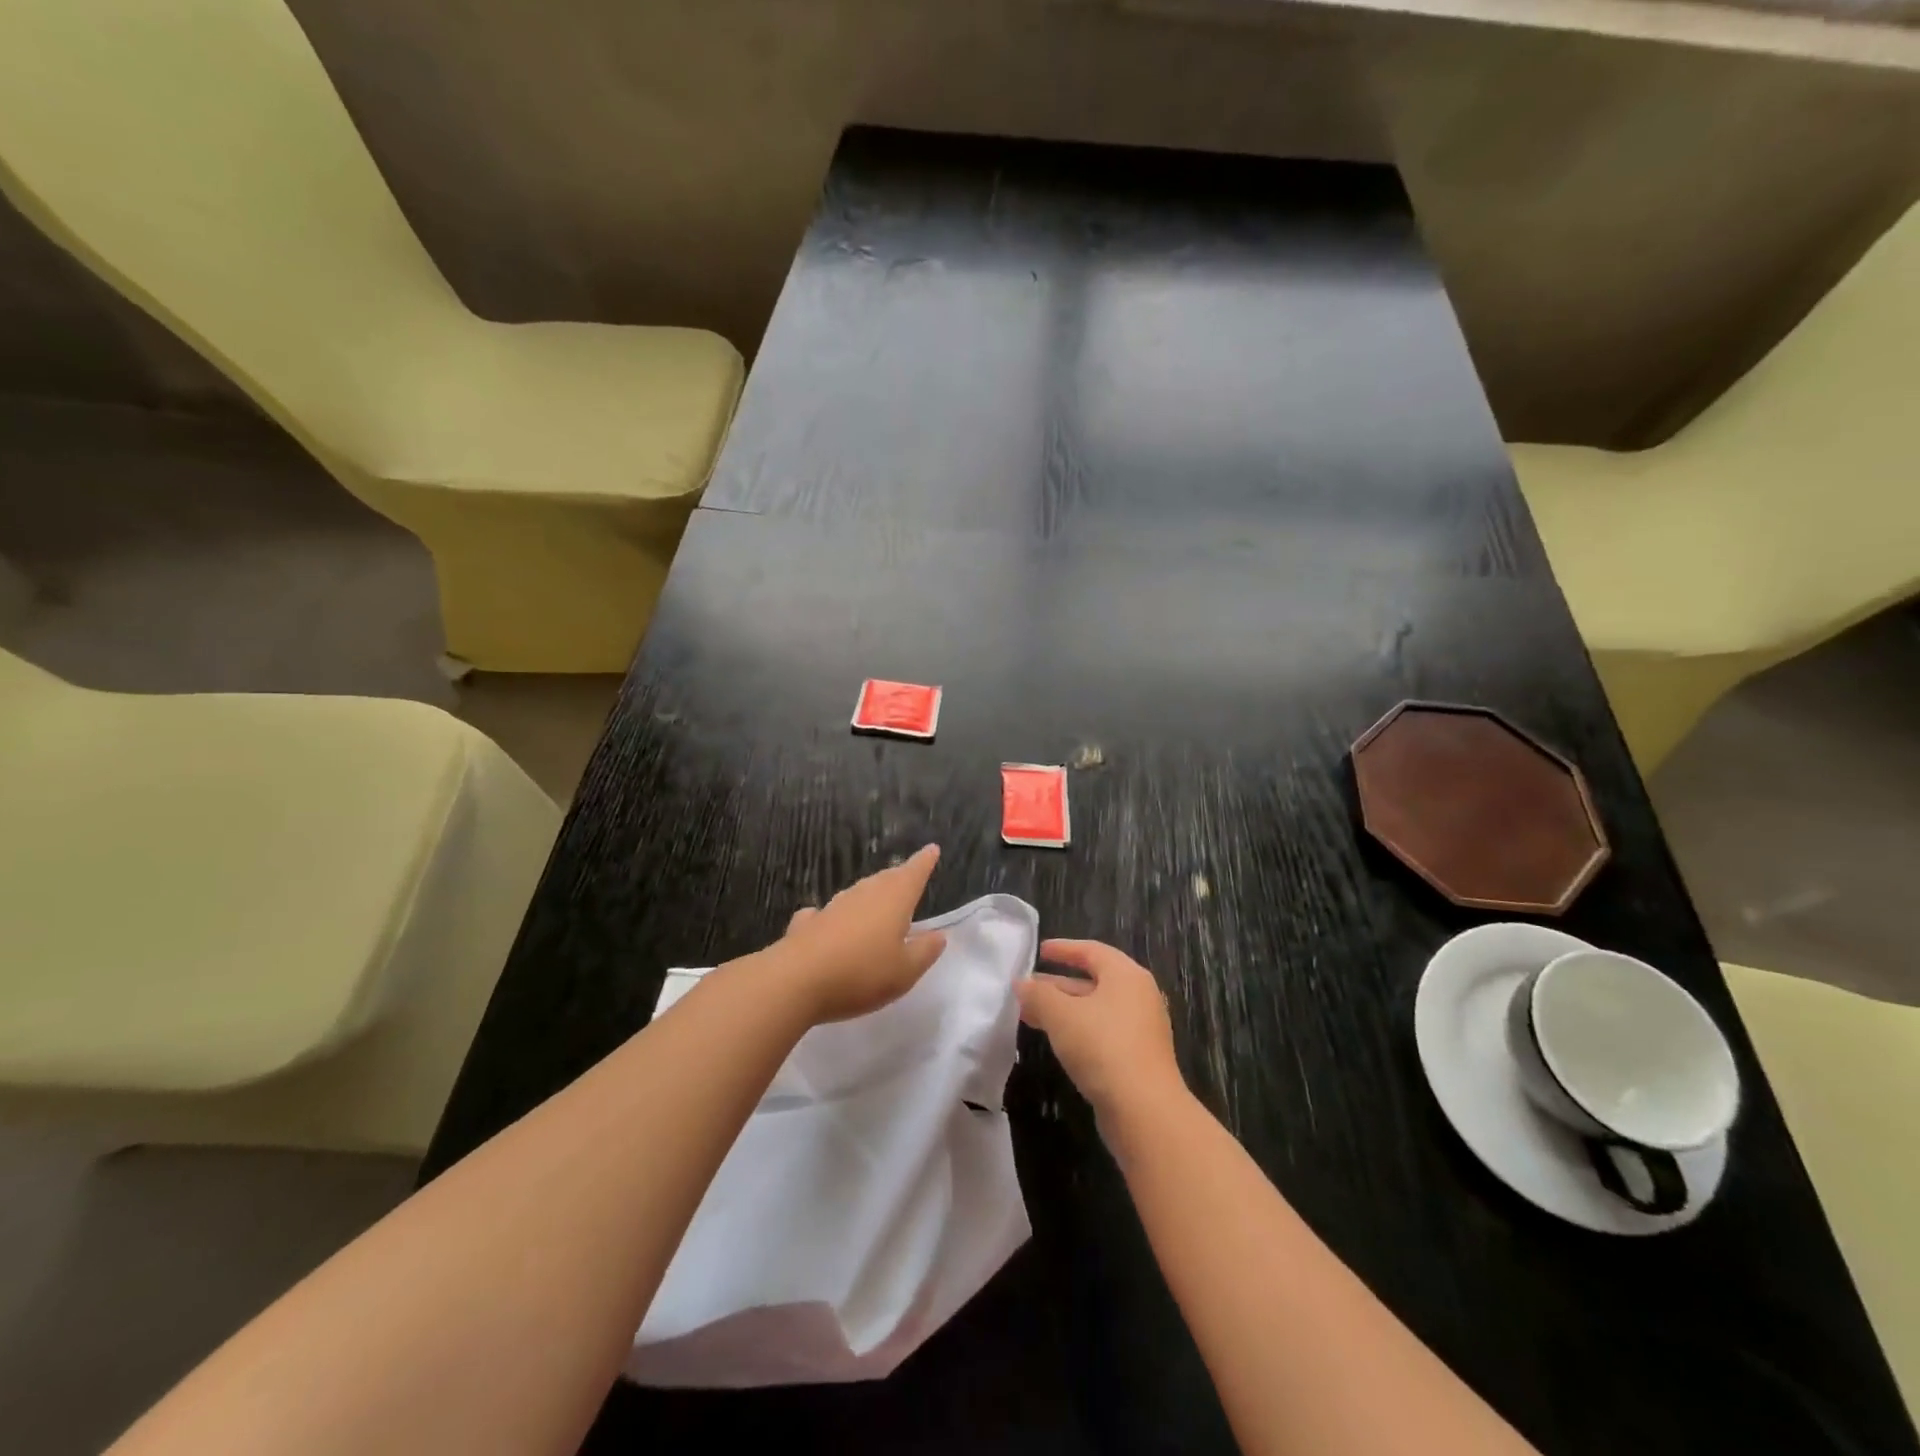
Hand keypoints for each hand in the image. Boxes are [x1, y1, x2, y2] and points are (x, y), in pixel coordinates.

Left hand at [773, 845, 947, 1022]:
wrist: (796, 981)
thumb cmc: (861, 974)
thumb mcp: (904, 972)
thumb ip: (924, 952)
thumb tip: (938, 934)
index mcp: (893, 900)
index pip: (913, 873)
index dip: (924, 861)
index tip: (931, 849)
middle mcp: (863, 895)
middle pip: (885, 879)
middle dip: (898, 878)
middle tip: (907, 878)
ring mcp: (832, 907)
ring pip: (857, 894)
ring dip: (869, 896)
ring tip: (877, 903)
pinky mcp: (806, 924)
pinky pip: (825, 915)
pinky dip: (832, 917)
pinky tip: (827, 924)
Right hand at [1018, 939, 1185, 1118]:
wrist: (1144, 1110)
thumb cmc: (1103, 1047)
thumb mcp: (1061, 1015)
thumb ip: (1038, 995)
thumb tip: (1021, 984)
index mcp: (1126, 975)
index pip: (1092, 951)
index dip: (1064, 949)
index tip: (1039, 951)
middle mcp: (1138, 996)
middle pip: (1094, 980)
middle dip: (1057, 984)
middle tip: (1027, 988)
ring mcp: (1141, 1029)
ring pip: (1095, 1009)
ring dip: (1063, 1010)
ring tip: (1030, 1015)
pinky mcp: (1137, 1057)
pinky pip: (1102, 1032)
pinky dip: (1076, 1030)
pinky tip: (1055, 1041)